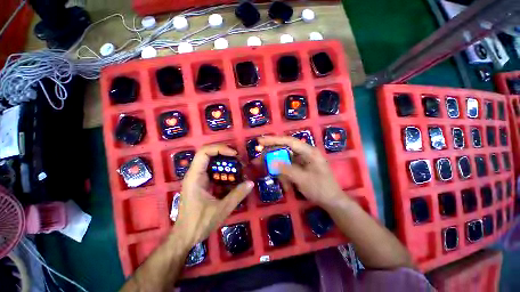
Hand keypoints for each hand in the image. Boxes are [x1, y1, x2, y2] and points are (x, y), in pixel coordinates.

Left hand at [174, 145, 253, 248]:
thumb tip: (250, 183)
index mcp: (195, 177)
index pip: (204, 152)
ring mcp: (198, 179)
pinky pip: (213, 172)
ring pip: (212, 162)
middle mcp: (195, 174)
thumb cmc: (199, 223)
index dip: (220, 148)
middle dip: (225, 154)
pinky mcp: (201, 184)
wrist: (184, 237)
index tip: (234, 154)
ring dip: (225, 162)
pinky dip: (224, 171)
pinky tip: (233, 177)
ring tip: (238, 166)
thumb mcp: (221, 209)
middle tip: (239, 159)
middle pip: (209, 154)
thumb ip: (237, 195)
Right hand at [258, 136, 344, 206]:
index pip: (289, 141)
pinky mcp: (300, 167)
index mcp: (308, 151)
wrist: (332, 201)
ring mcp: (302, 160)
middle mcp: (304, 153)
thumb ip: (287, 169)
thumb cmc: (321, 189)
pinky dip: (281, 172)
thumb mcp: (303, 179)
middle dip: (270, 154)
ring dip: (275, 164)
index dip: (273, 140)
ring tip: (264, 168)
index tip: (260, 142)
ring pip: (284, 158)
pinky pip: (287, 166)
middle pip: (284, 149)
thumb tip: (271, 162)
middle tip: (258, 159)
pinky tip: (280, 179)